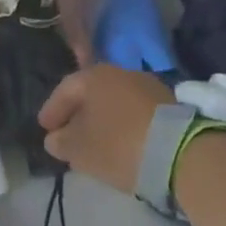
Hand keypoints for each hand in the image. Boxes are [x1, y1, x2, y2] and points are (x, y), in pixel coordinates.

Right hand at [37, 64, 174, 194]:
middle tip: (67, 135)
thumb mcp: (80, 149)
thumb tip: (55, 138)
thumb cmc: (118, 145)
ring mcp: (148, 86)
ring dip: (102, 119)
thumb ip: (61, 141)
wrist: (181, 153)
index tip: (44, 129)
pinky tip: (121, 142)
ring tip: (95, 142)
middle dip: (77, 114)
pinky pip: (135, 112)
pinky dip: (123, 124)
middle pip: (91, 93)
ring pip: (114, 102)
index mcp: (94, 76)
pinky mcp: (169, 104)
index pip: (64, 90)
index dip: (52, 110)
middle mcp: (120, 72)